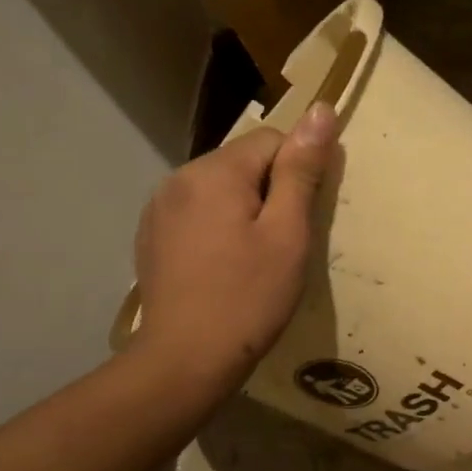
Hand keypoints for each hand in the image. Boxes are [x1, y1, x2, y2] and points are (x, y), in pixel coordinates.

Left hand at [132, 102, 337, 395]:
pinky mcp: (151, 237)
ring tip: (253, 260)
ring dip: (243, 211)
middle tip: (282, 245)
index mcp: (214, 171)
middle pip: (242, 163)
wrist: (186, 359)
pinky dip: (217, 229)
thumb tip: (320, 111)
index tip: (302, 219)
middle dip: (269, 192)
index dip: (297, 174)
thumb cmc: (249, 297)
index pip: (271, 140)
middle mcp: (179, 178)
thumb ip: (301, 170)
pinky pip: (196, 214)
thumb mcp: (288, 234)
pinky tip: (223, 268)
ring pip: (219, 189)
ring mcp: (159, 209)